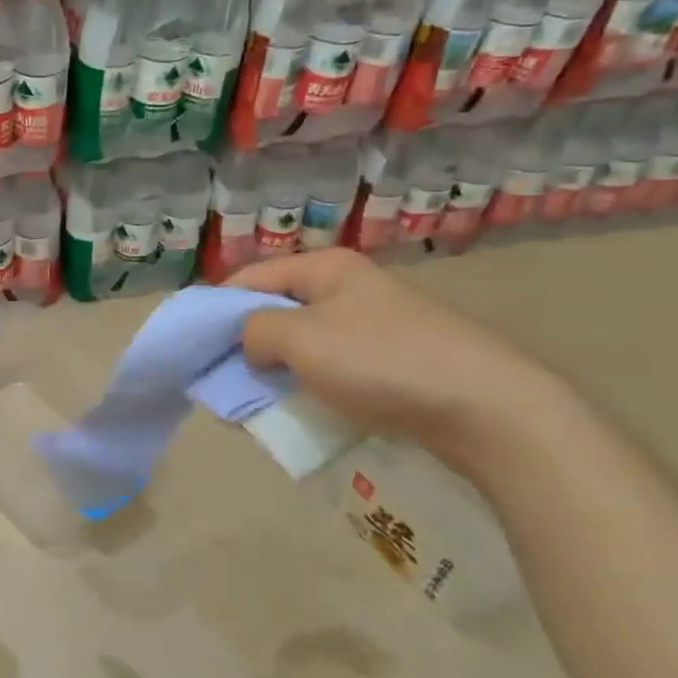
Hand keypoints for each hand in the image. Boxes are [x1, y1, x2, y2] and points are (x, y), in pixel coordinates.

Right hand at [230, 250, 569, 472]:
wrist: (485, 408)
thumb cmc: (381, 361)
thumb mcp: (300, 339)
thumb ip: (254, 331)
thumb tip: (250, 342)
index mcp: (325, 268)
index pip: (250, 278)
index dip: (217, 308)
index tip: (193, 345)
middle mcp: (347, 288)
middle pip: (276, 310)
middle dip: (243, 343)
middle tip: (219, 378)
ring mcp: (372, 325)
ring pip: (302, 343)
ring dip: (273, 369)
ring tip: (251, 400)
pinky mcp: (390, 361)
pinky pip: (330, 368)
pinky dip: (306, 385)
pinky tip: (296, 408)